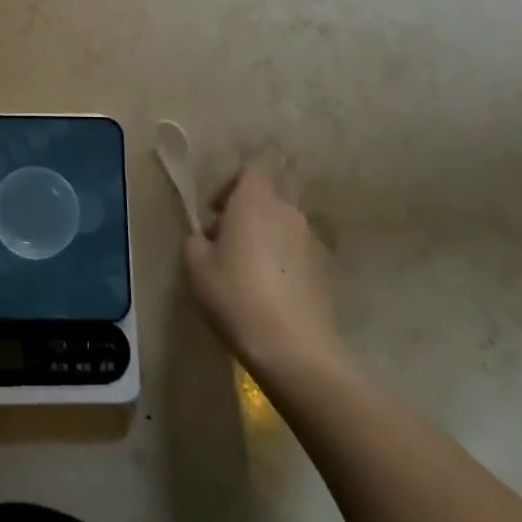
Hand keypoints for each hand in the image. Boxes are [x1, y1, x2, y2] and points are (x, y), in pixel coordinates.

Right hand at [183, 169, 351, 384]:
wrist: (294, 349)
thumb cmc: (236, 296)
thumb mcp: (196, 266)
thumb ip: (196, 241)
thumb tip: (206, 239)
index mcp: (255, 201)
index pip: (248, 172)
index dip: (229, 187)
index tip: (214, 214)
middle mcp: (287, 212)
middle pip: (265, 201)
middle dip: (244, 216)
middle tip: (224, 247)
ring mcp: (311, 242)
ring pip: (281, 228)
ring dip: (264, 240)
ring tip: (246, 275)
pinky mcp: (325, 271)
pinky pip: (296, 255)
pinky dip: (282, 264)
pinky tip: (269, 296)